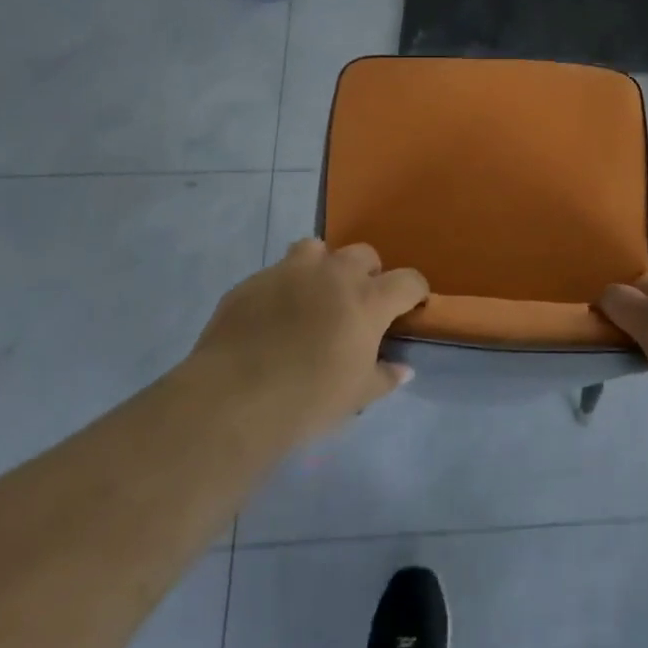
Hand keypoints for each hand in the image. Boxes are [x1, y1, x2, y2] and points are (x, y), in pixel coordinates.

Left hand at [189, 239, 428, 443]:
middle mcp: (334, 274)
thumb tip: (403, 369)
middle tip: (358, 305)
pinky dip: (284, 288)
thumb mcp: (357, 396)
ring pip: (316, 248)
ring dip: (323, 267)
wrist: (233, 399)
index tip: (411, 307)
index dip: (414, 292)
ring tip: (314, 296)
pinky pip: (276, 273)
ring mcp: (290, 271)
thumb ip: (384, 376)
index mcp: (368, 299)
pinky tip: (272, 318)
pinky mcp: (252, 281)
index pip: (408, 281)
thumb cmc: (308, 399)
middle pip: (364, 254)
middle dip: (368, 274)